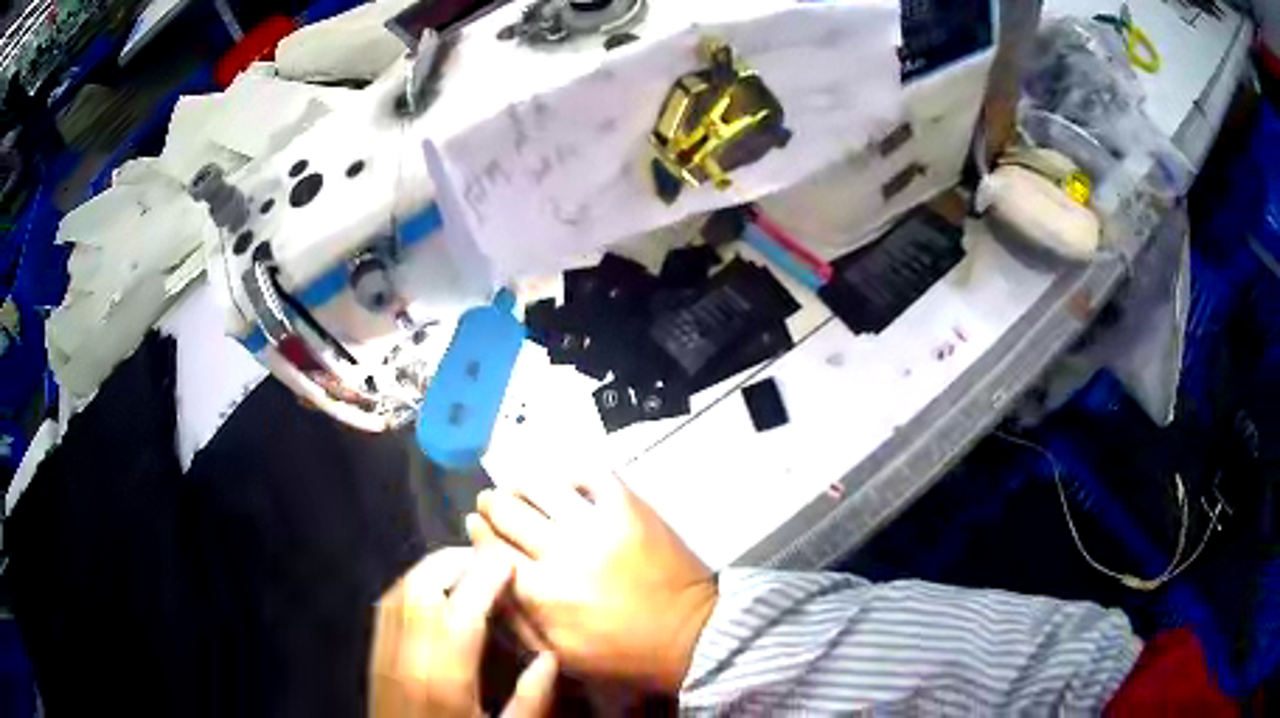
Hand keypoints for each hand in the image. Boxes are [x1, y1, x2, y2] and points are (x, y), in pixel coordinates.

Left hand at [369, 548, 557, 717]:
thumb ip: (530, 701)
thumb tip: (550, 658)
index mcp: (445, 676)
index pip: (463, 608)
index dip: (486, 576)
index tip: (510, 561)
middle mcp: (408, 653)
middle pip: (424, 584)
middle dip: (456, 561)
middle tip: (489, 562)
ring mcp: (384, 650)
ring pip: (401, 588)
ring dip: (433, 569)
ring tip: (465, 571)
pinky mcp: (373, 653)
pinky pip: (386, 603)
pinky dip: (411, 585)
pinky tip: (431, 593)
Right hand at [466, 475, 716, 693]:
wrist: (690, 636)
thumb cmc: (620, 655)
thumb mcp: (558, 654)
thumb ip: (514, 619)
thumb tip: (484, 576)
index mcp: (541, 593)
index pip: (491, 548)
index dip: (478, 533)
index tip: (474, 524)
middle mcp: (562, 551)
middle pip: (509, 511)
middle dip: (492, 504)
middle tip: (491, 503)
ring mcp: (598, 524)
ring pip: (541, 485)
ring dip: (522, 484)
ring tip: (519, 488)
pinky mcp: (630, 507)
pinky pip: (590, 474)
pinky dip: (570, 475)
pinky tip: (563, 484)